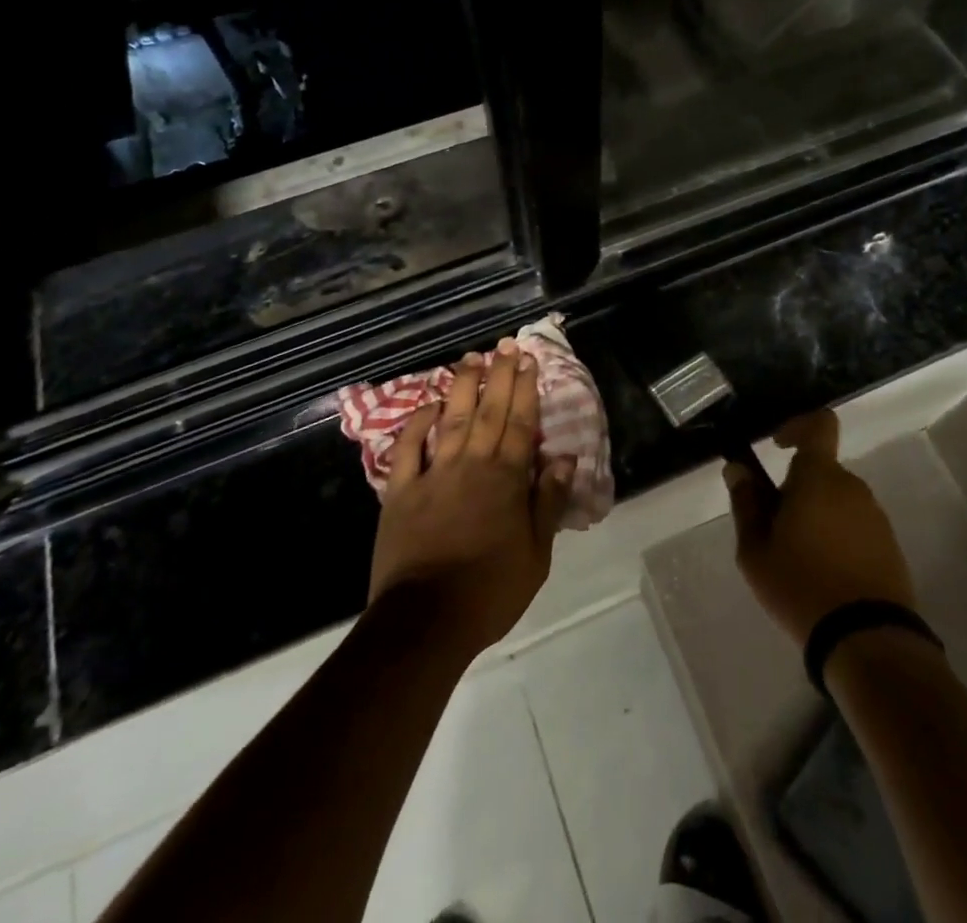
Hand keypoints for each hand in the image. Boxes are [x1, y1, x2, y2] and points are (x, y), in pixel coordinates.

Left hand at [368, 339, 576, 659]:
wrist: (426, 620)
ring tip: (470, 359)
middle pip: (489, 411)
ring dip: (462, 387)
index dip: (526, 390)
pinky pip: (409, 448)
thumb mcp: (536, 554)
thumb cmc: (490, 591)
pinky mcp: (401, 490)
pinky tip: (427, 405)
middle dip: (499, 376)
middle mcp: (472, 465)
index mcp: (507, 479)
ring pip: (451, 419)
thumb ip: (548, 502)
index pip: (521, 423)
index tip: (529, 361)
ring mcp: (434, 474)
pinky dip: (417, 423)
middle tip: (505, 346)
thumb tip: (565, 459)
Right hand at [725, 410, 915, 642]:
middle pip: (820, 472)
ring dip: (816, 516)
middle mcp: (853, 487)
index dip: (797, 426)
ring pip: (837, 501)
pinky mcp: (890, 547)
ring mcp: (876, 517)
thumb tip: (738, 469)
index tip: (777, 447)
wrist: (867, 641)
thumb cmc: (801, 585)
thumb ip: (746, 503)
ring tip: (798, 560)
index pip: (819, 425)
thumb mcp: (755, 550)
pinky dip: (837, 538)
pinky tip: (825, 576)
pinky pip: (855, 526)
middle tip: (774, 529)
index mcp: (820, 477)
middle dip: (796, 490)